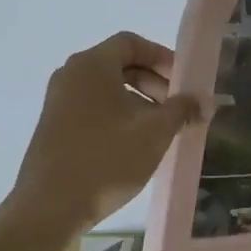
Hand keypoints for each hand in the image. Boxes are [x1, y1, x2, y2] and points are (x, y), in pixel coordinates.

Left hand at [7, 32, 204, 235]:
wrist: (49, 207)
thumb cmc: (106, 159)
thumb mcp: (154, 133)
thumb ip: (181, 110)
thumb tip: (201, 101)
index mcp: (91, 65)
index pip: (131, 43)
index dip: (161, 57)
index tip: (183, 81)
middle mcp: (71, 75)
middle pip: (119, 64)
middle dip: (153, 82)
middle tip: (176, 108)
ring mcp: (58, 101)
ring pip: (106, 88)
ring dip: (138, 101)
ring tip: (161, 130)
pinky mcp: (54, 125)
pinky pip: (92, 107)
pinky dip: (117, 115)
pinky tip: (134, 144)